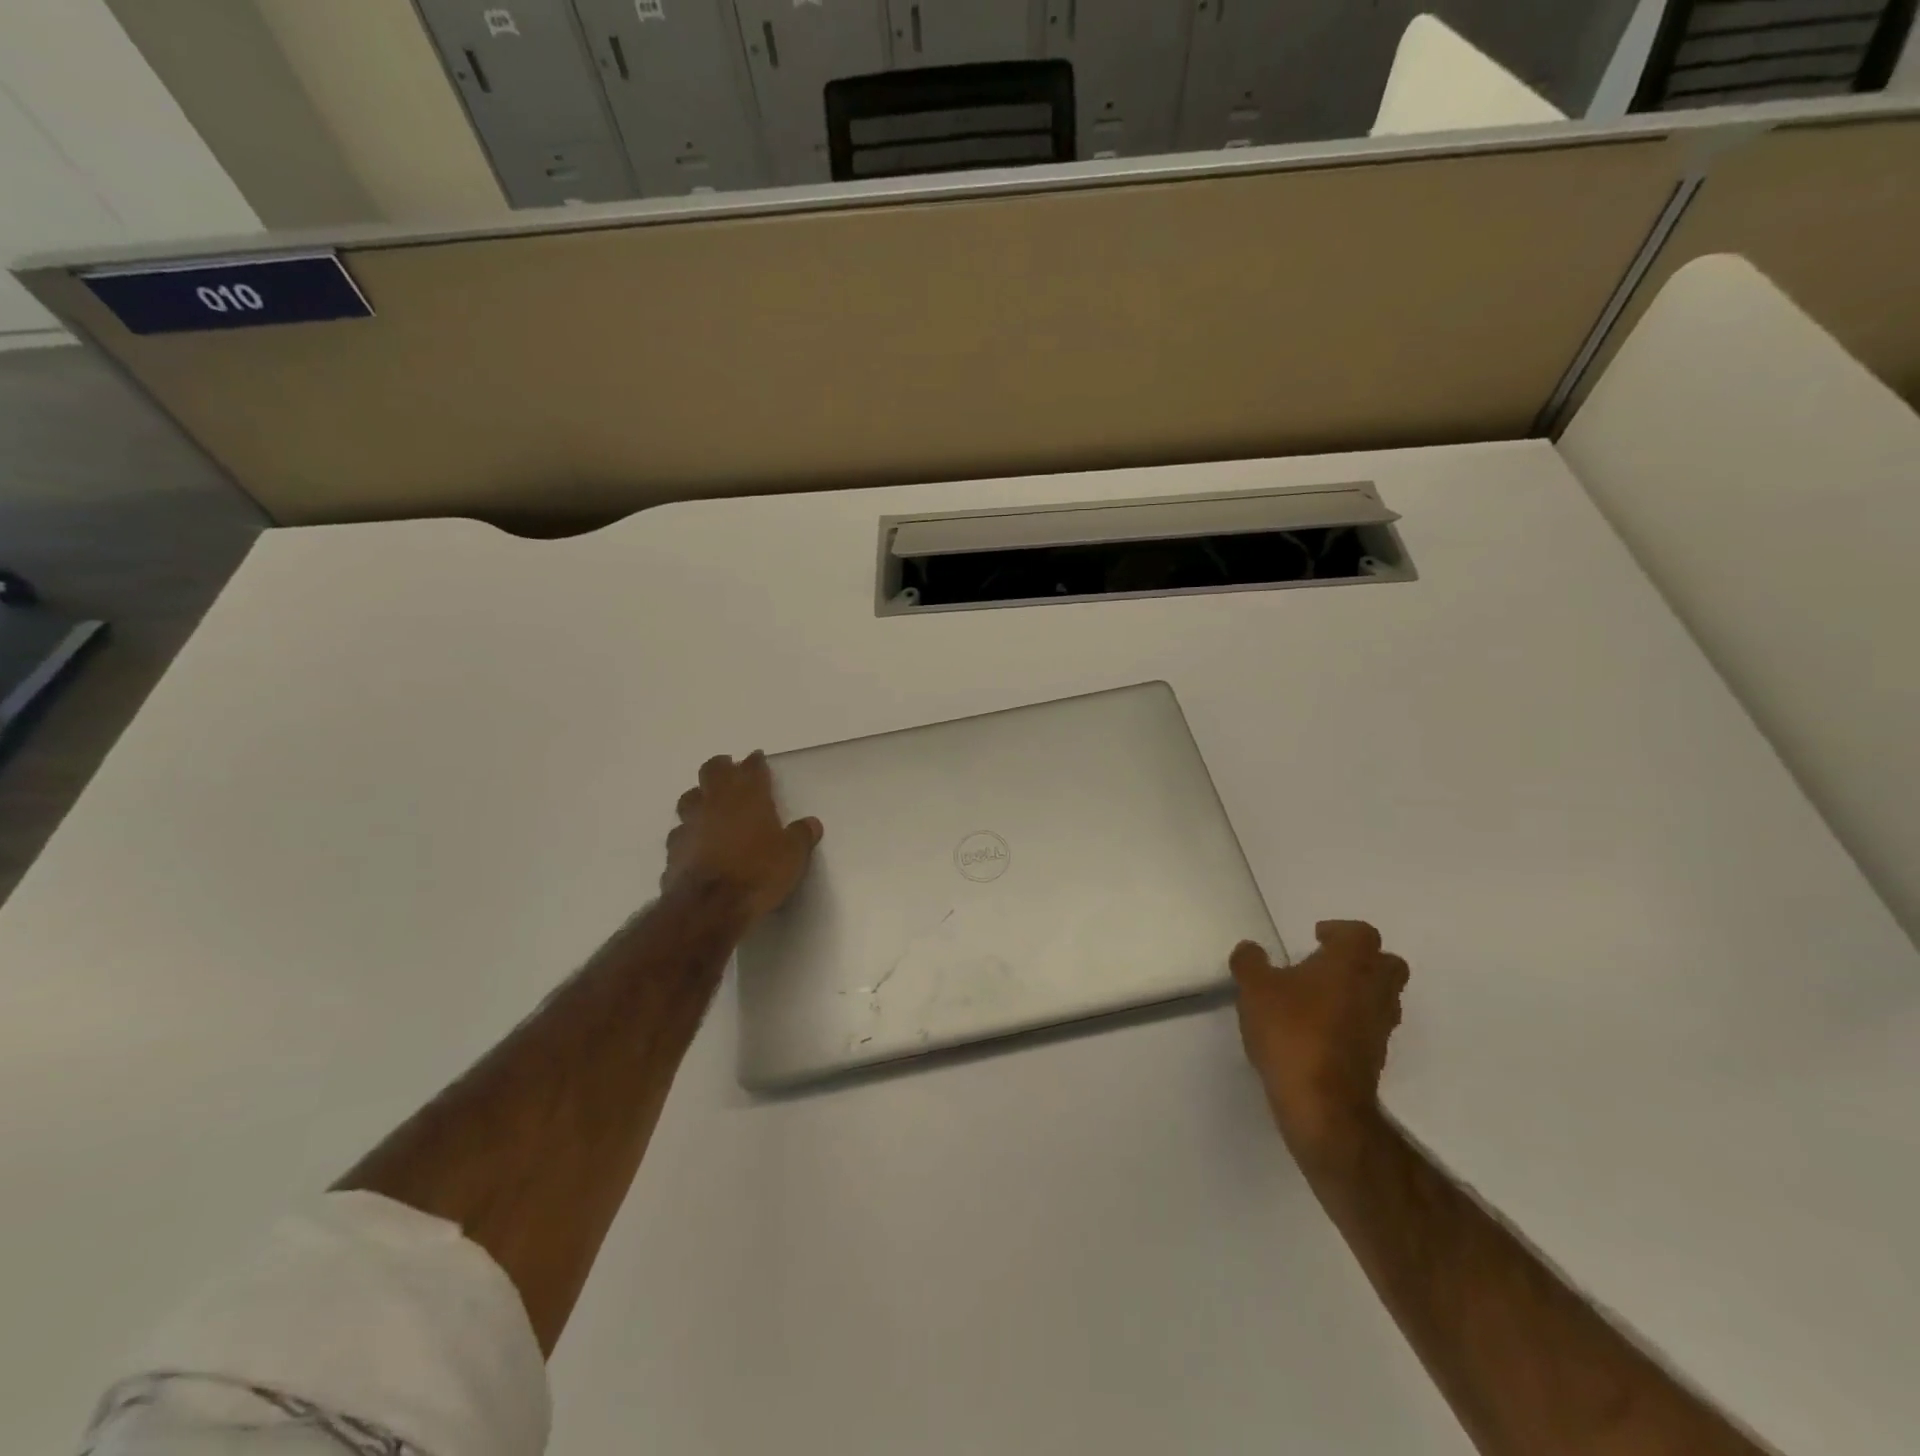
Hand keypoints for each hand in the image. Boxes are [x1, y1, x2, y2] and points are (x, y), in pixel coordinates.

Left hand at [661, 752, 822, 923]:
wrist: (710, 907)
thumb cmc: (758, 872)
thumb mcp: (793, 856)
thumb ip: (801, 836)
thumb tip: (811, 823)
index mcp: (748, 797)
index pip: (751, 769)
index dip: (755, 762)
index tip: (757, 759)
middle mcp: (715, 803)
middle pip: (711, 771)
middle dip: (721, 767)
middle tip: (728, 769)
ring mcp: (690, 825)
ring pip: (689, 799)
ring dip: (699, 797)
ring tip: (708, 804)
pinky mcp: (673, 851)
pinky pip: (680, 833)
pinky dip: (689, 833)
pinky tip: (695, 843)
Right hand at [1231, 922, 1408, 1167]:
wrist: (1322, 1103)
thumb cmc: (1291, 1031)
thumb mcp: (1254, 988)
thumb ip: (1250, 962)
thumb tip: (1251, 950)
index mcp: (1350, 963)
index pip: (1361, 933)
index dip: (1339, 931)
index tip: (1316, 937)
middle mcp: (1374, 990)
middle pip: (1387, 964)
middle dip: (1362, 959)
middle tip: (1327, 964)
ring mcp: (1380, 1026)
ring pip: (1383, 997)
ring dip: (1359, 991)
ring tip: (1320, 998)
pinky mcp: (1376, 1058)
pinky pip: (1370, 1026)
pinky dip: (1353, 1022)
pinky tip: (1320, 1030)